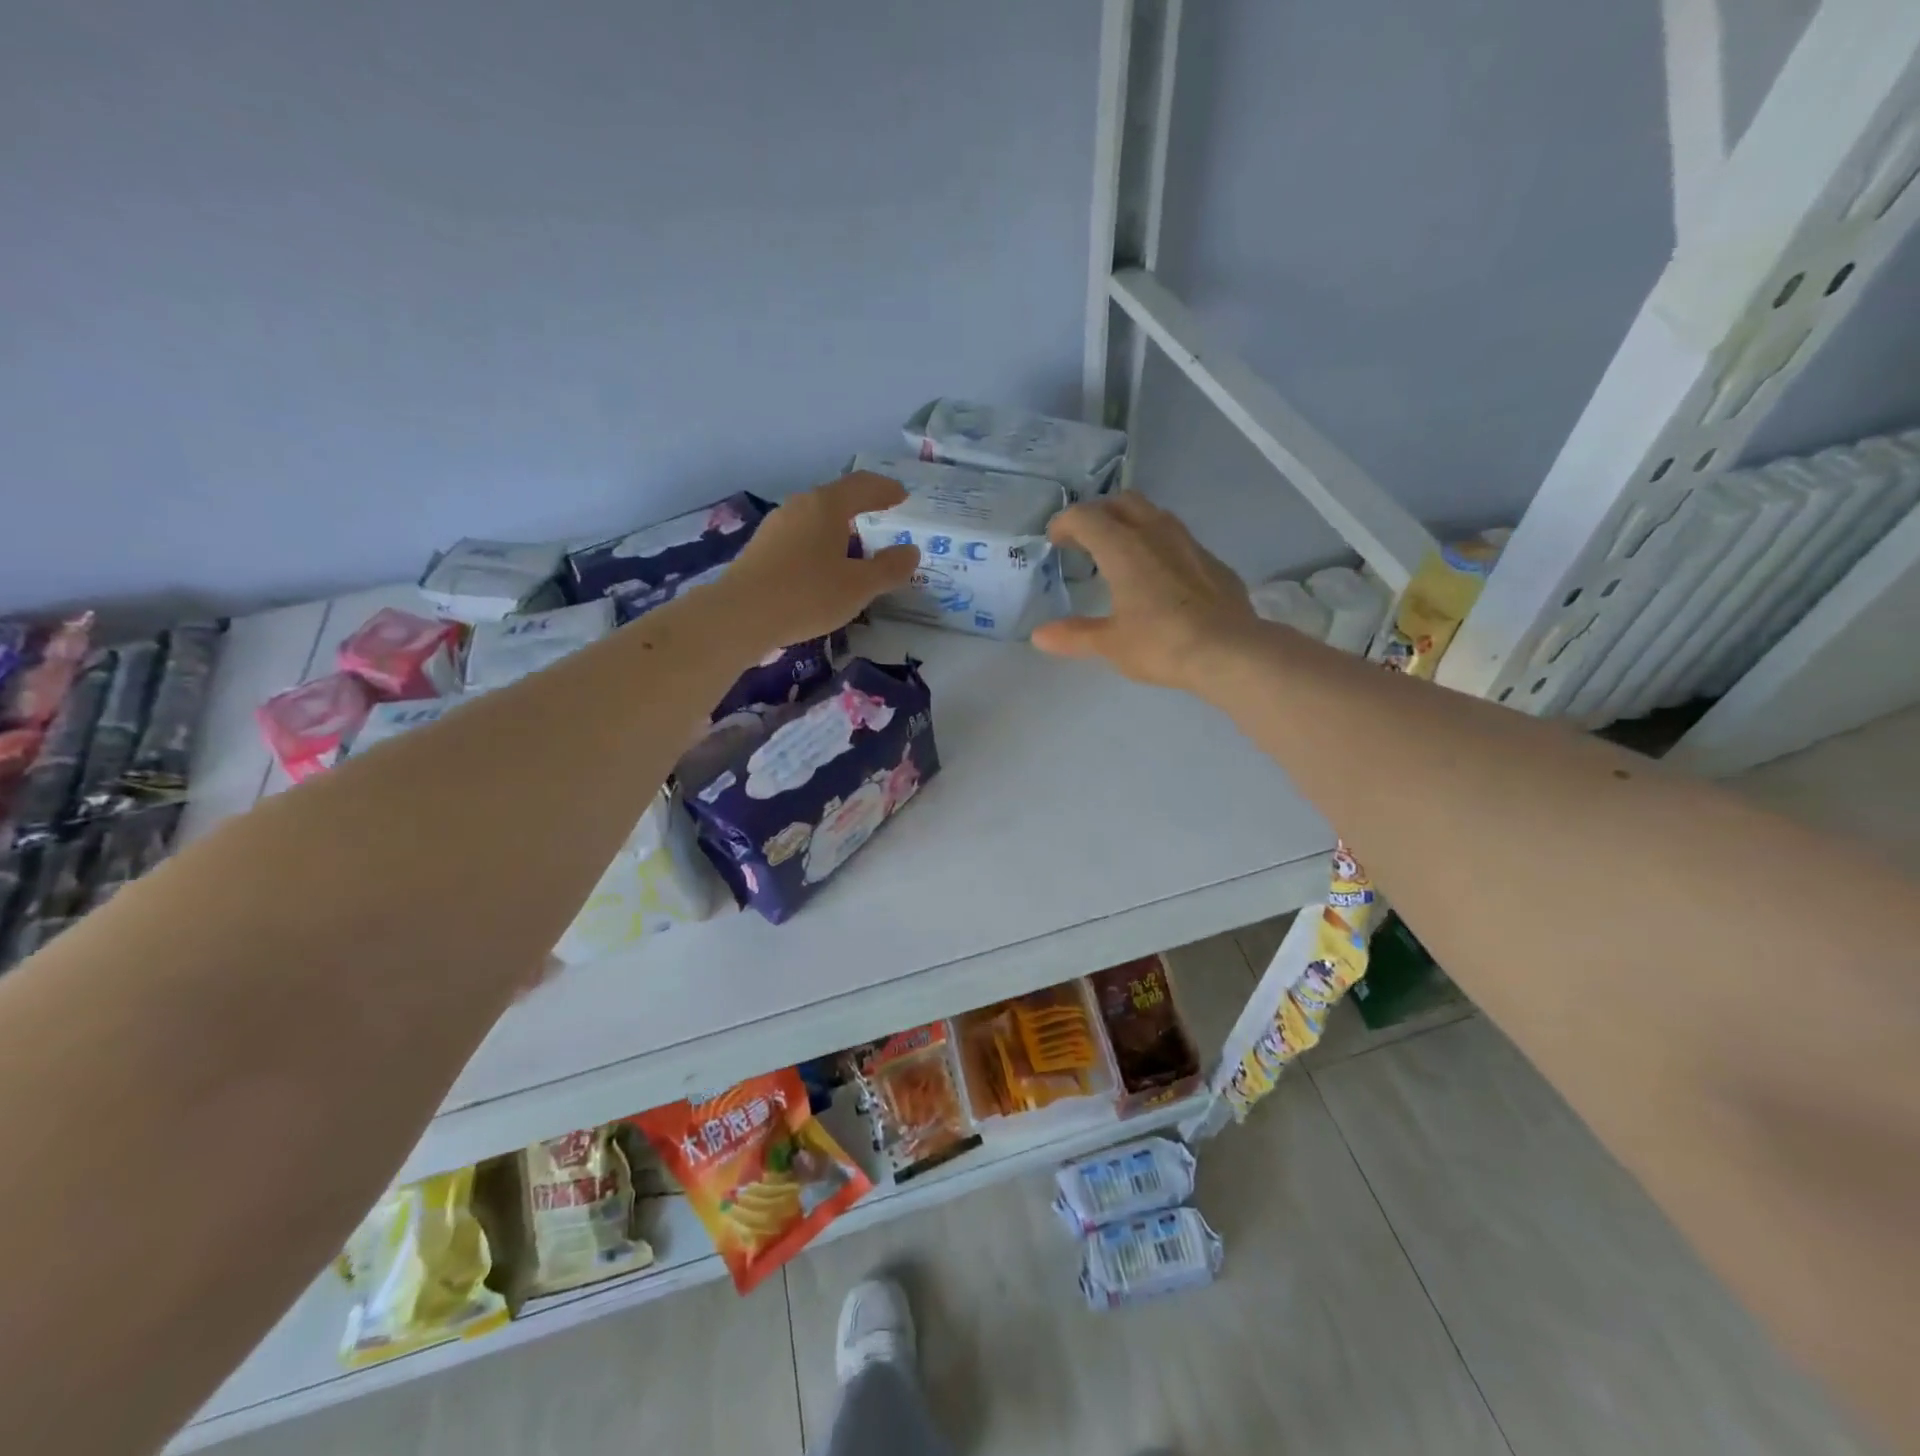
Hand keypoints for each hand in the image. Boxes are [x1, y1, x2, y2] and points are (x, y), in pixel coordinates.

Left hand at [720, 472, 919, 647]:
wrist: (741, 616)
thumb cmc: (808, 594)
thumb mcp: (859, 586)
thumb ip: (889, 568)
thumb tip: (910, 552)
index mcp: (826, 506)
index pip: (862, 486)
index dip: (885, 490)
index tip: (902, 496)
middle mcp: (798, 507)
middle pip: (835, 499)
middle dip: (860, 507)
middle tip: (880, 518)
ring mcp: (775, 527)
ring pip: (814, 519)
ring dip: (837, 528)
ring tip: (853, 547)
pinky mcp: (760, 549)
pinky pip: (799, 538)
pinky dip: (818, 545)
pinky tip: (821, 567)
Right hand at [1032, 494, 1259, 691]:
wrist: (1230, 651)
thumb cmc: (1162, 644)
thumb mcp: (1111, 644)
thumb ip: (1074, 635)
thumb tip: (1039, 635)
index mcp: (1123, 548)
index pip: (1087, 517)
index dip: (1065, 523)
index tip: (1055, 540)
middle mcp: (1155, 534)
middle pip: (1123, 502)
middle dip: (1099, 513)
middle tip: (1086, 539)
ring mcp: (1189, 544)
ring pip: (1155, 515)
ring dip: (1132, 523)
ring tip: (1121, 552)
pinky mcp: (1213, 561)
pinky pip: (1179, 539)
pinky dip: (1159, 545)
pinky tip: (1160, 575)